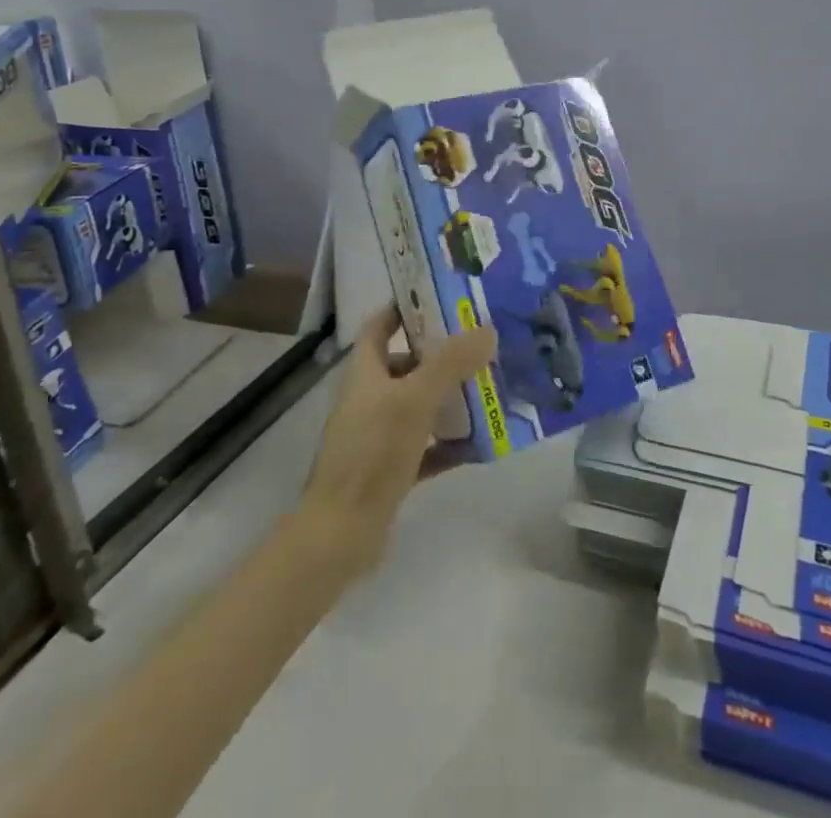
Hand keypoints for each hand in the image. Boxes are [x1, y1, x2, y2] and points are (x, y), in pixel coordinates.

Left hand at [295, 305, 498, 581]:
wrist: (340, 535)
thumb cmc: (372, 454)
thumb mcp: (414, 400)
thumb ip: (450, 363)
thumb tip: (487, 329)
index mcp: (365, 373)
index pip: (380, 326)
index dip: (404, 307)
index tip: (442, 296)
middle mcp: (370, 399)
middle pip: (406, 364)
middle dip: (441, 353)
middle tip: (481, 342)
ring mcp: (379, 437)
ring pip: (419, 405)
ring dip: (450, 397)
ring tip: (490, 386)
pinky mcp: (390, 470)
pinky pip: (427, 447)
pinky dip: (450, 443)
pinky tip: (481, 443)